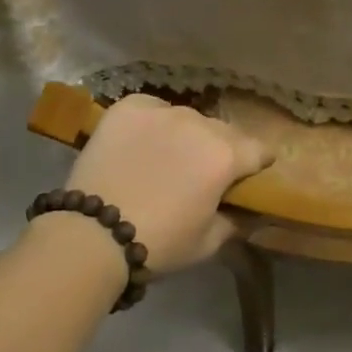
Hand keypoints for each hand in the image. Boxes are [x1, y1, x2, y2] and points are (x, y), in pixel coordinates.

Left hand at [60, 95, 270, 275]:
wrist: (91, 235)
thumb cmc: (158, 244)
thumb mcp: (208, 243)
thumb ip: (235, 221)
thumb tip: (246, 212)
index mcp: (226, 156)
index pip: (260, 150)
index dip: (258, 164)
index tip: (250, 176)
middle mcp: (200, 125)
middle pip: (224, 131)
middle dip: (222, 149)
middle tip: (204, 173)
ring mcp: (162, 111)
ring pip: (188, 118)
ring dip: (187, 135)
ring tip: (169, 157)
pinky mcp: (128, 107)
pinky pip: (153, 108)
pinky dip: (153, 121)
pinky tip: (141, 142)